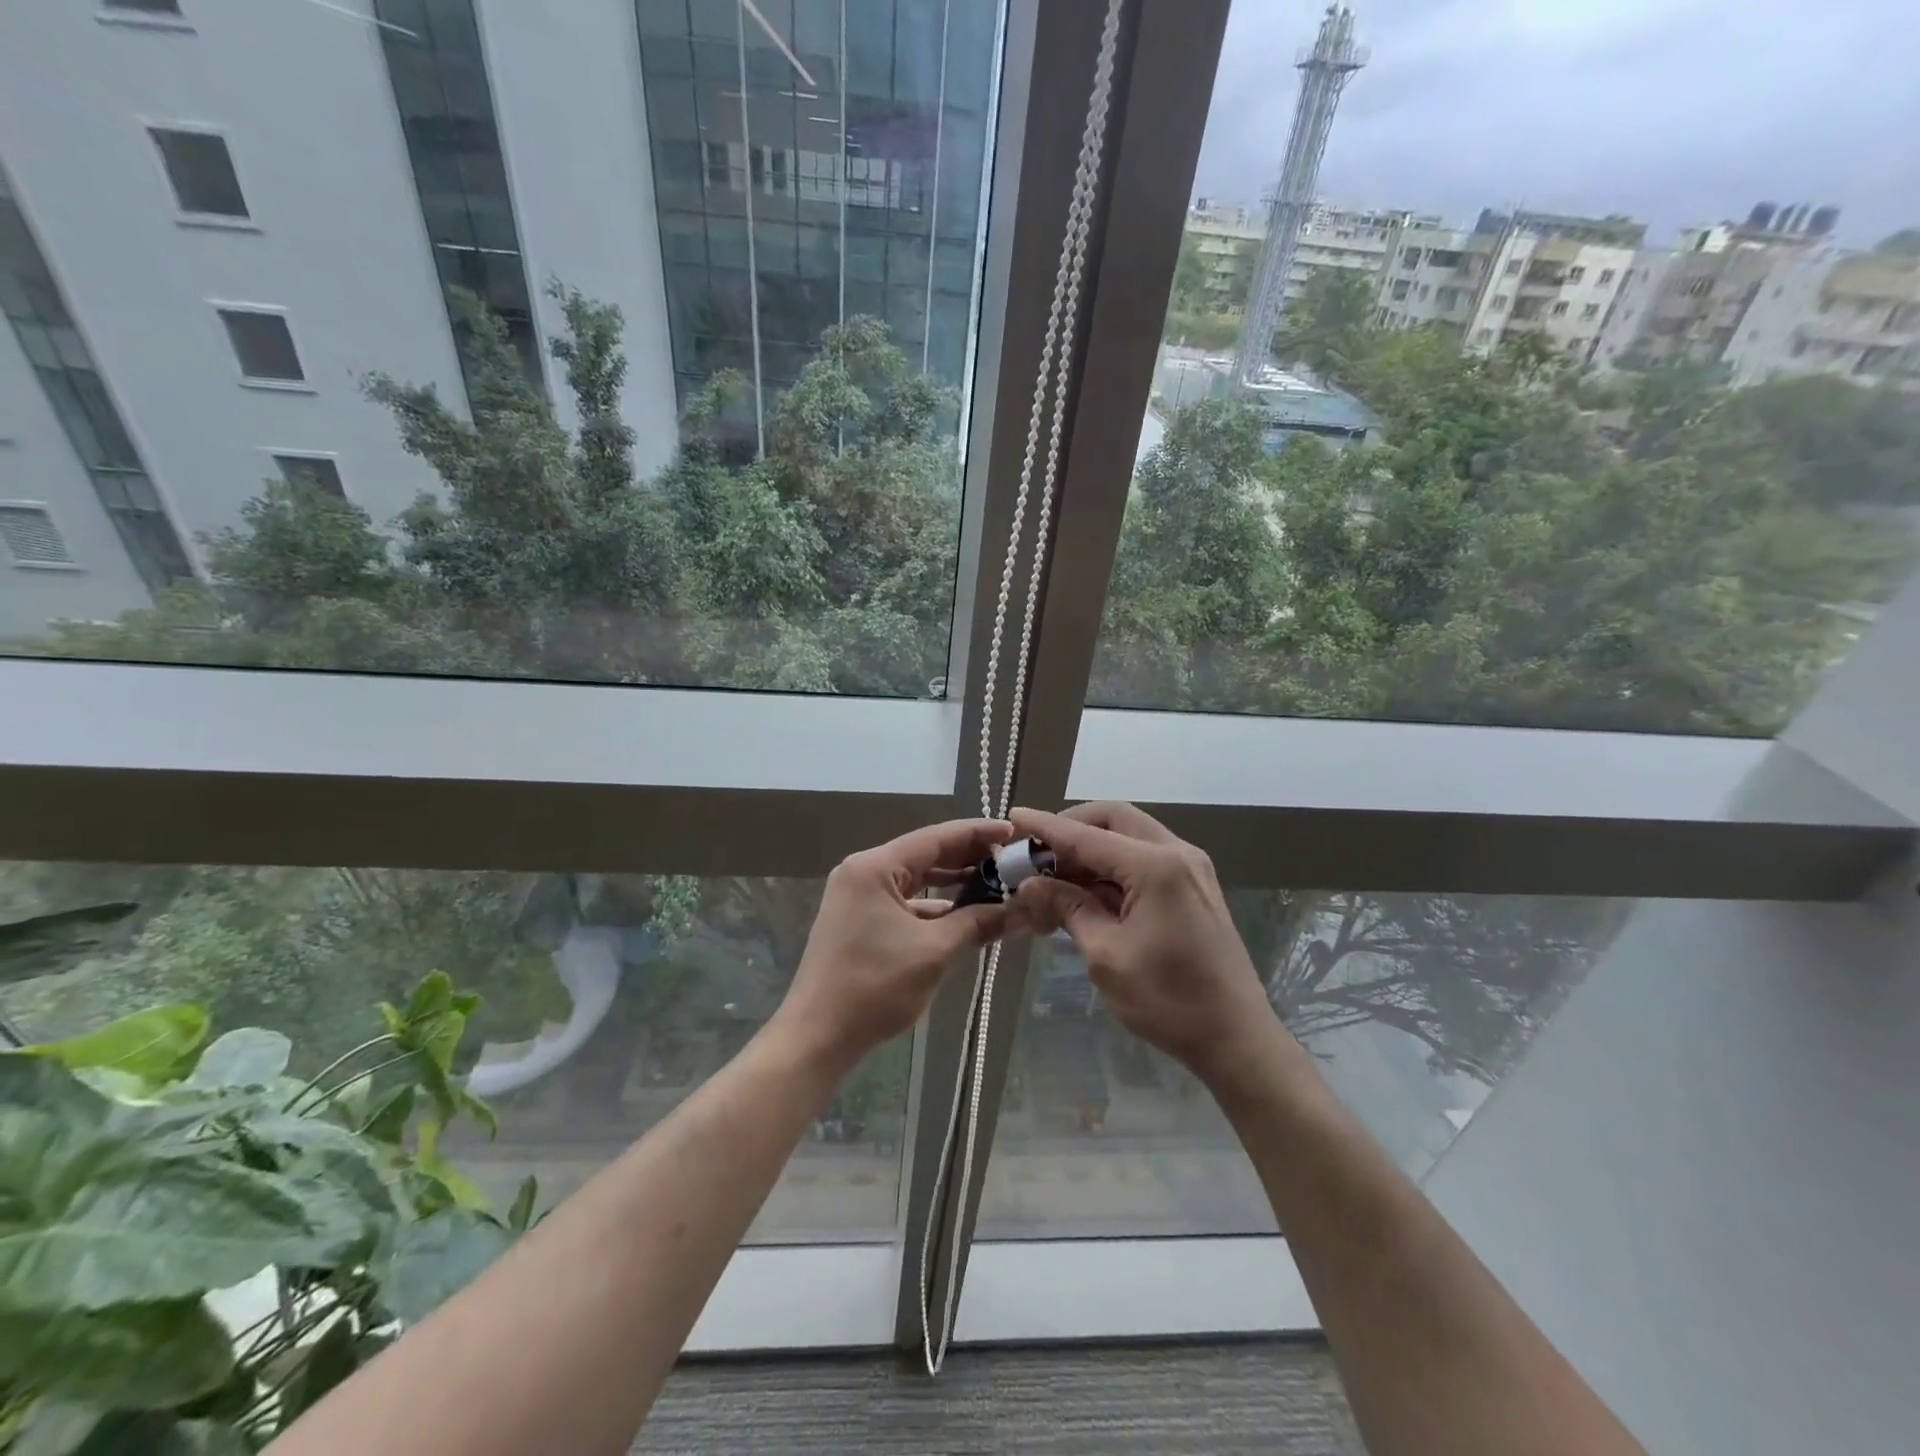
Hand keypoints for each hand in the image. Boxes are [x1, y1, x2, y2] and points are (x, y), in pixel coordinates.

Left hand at [775, 818, 1018, 1069]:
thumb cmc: (874, 986)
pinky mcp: (858, 921)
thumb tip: (1022, 913)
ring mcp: (857, 897)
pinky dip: (933, 906)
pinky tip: (963, 915)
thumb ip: (979, 924)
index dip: (977, 832)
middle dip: (968, 858)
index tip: (1013, 829)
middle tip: (1011, 859)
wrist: (817, 1036)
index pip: (935, 837)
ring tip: (995, 884)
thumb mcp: (934, 951)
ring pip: (915, 880)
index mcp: (874, 867)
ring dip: (952, 884)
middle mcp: (863, 872)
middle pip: (925, 855)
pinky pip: (903, 902)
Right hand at [1009, 803, 1289, 1086]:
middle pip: (1114, 819)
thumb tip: (1030, 885)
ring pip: (1130, 836)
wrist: (1236, 1038)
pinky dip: (1112, 866)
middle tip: (1037, 851)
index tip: (1014, 817)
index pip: (1087, 836)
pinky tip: (1086, 891)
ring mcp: (1190, 868)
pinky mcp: (1193, 887)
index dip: (1046, 827)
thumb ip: (1068, 908)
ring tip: (1054, 875)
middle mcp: (1177, 853)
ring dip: (1091, 848)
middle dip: (1072, 828)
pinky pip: (1144, 858)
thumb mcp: (1106, 955)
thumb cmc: (1168, 1000)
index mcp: (1156, 866)